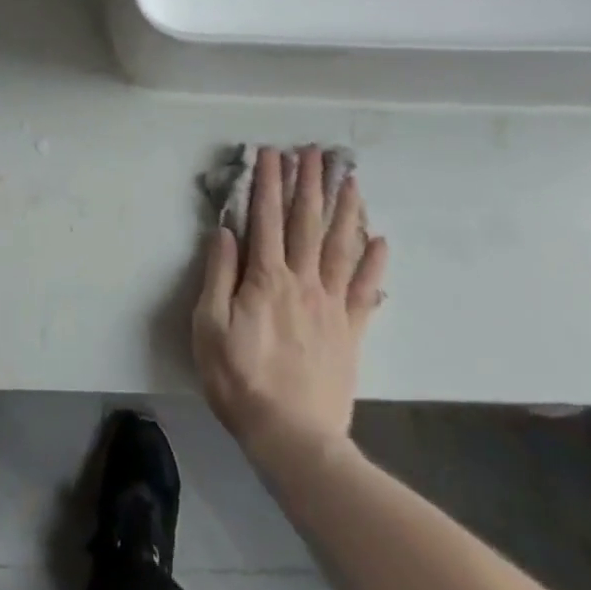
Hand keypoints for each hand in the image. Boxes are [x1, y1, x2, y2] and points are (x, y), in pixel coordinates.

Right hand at [192, 146, 387, 468]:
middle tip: (313, 151)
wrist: (293, 438)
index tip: (270, 152)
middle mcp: (302, 281)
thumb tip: (226, 231)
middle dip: (308, 183)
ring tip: (349, 179)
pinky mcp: (350, 331)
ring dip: (344, 210)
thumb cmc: (240, 380)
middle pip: (306, 222)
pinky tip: (381, 240)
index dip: (267, 182)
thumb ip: (218, 275)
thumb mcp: (209, 326)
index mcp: (265, 278)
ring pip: (340, 247)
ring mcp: (331, 305)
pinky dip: (375, 263)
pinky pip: (366, 291)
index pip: (265, 217)